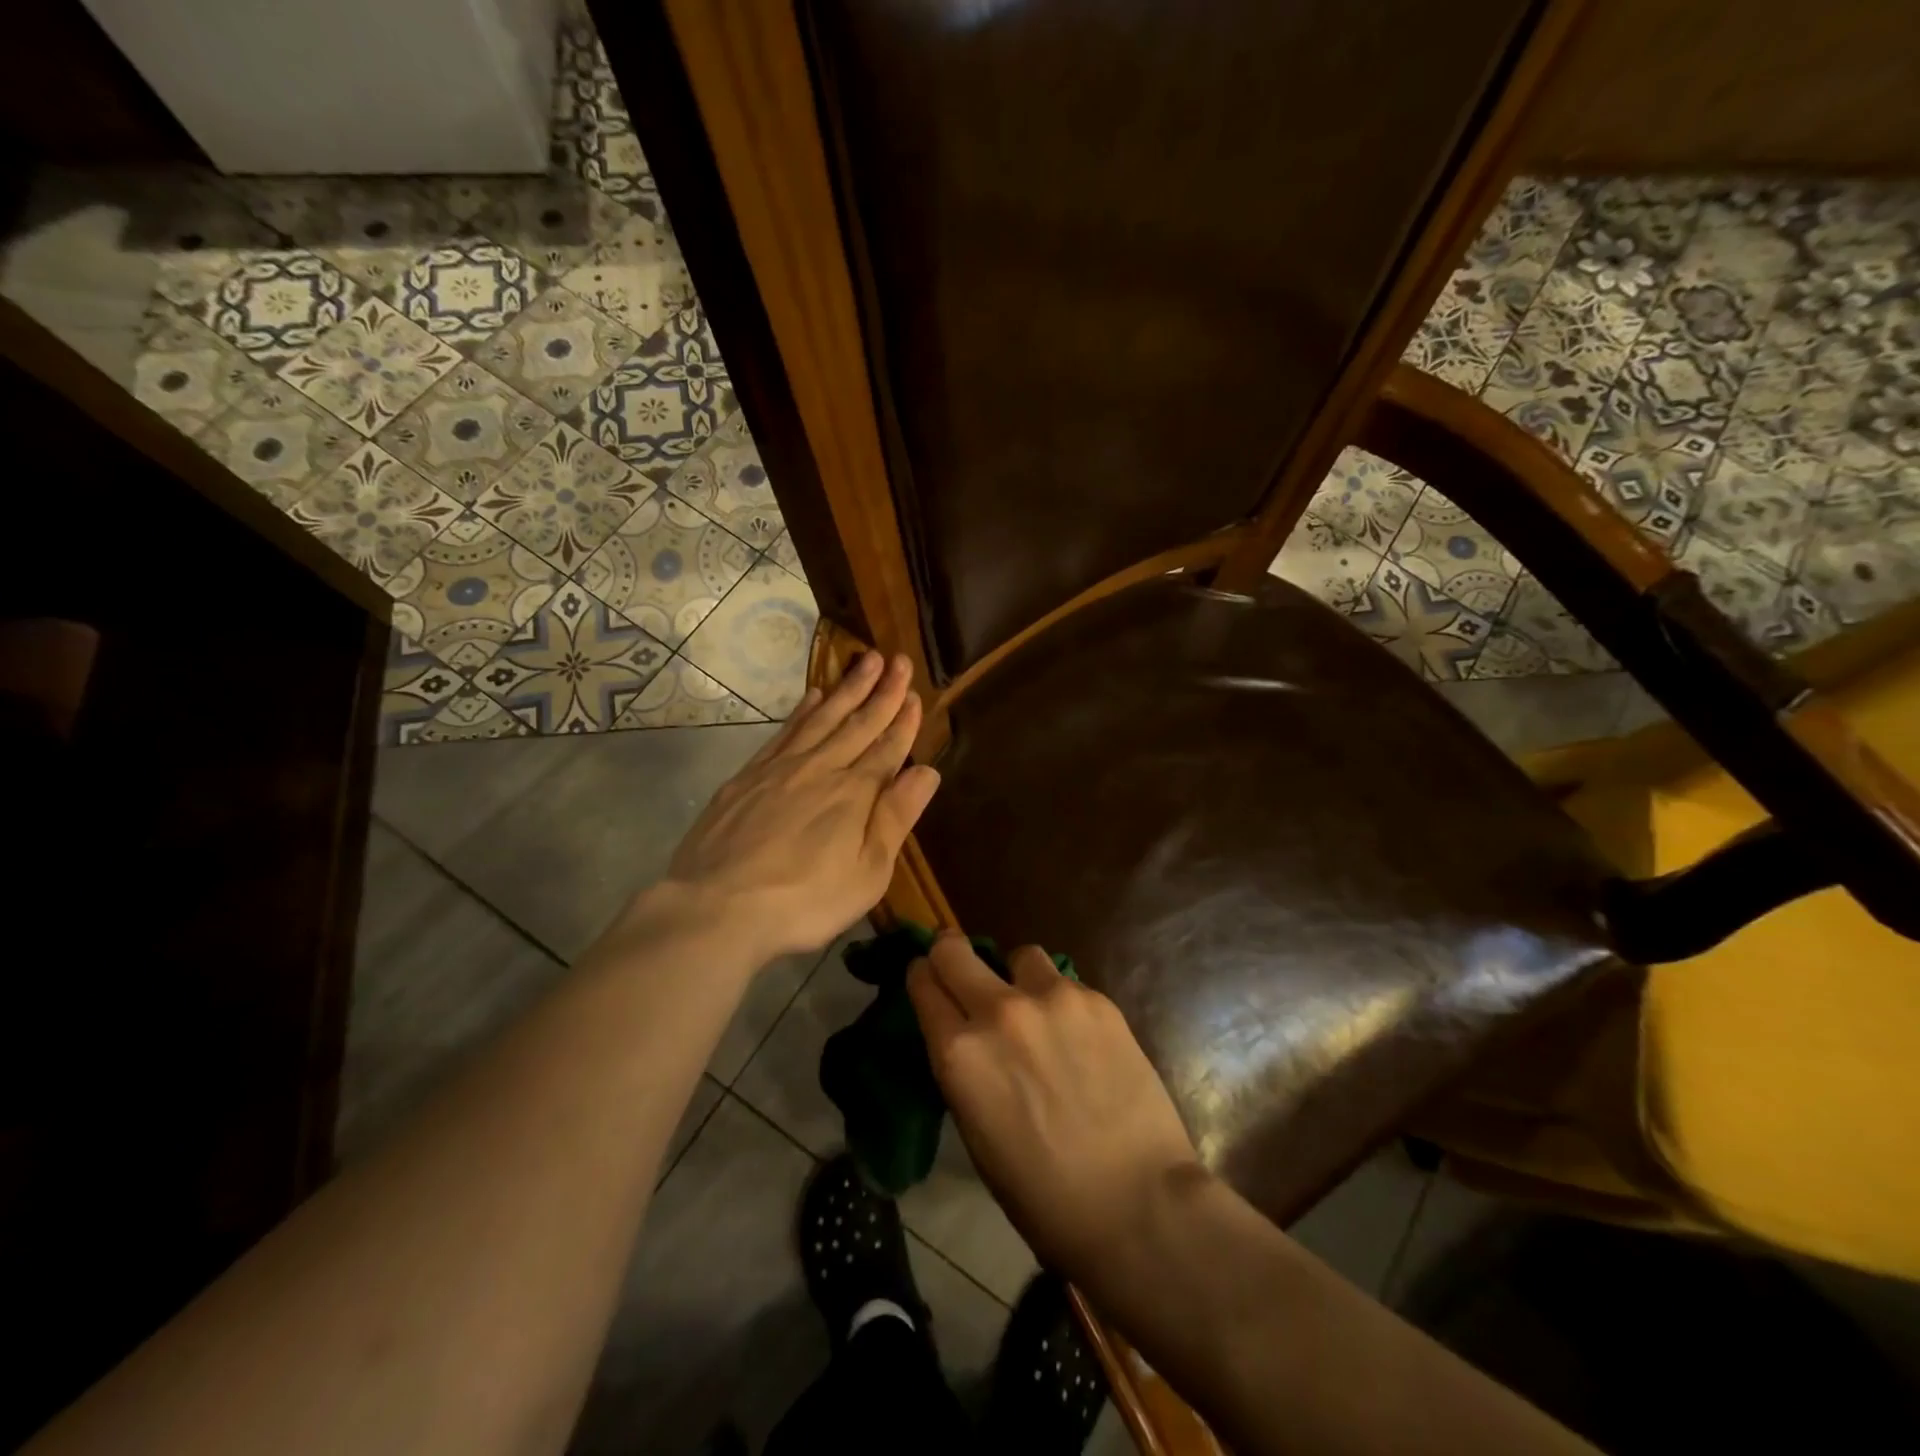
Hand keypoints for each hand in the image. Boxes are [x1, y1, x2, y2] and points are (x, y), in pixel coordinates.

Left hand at [657, 651, 940, 962]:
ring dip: (846, 689)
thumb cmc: (805, 900)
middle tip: (897, 659)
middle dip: (882, 691)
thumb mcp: (867, 872)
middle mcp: (821, 768)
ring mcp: (780, 768)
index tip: (915, 693)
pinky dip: (802, 710)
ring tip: (865, 662)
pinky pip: (784, 732)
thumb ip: (896, 817)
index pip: (887, 748)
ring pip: (822, 718)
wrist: (718, 907)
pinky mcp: (748, 776)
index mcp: (854, 793)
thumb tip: (927, 771)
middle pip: (858, 723)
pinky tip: (812, 696)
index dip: (904, 721)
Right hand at [907, 936, 1202, 1277]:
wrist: (1136, 1203)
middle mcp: (998, 1011)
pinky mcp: (1096, 1000)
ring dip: (1018, 977)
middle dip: (952, 956)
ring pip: (1019, 956)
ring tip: (1038, 1013)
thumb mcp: (976, 1133)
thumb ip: (964, 1069)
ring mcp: (1051, 998)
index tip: (929, 980)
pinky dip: (1062, 1002)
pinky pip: (1065, 982)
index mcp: (959, 1053)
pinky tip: (1081, 1039)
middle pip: (954, 949)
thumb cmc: (1043, 1195)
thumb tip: (964, 1036)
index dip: (923, 978)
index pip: (923, 982)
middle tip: (964, 974)